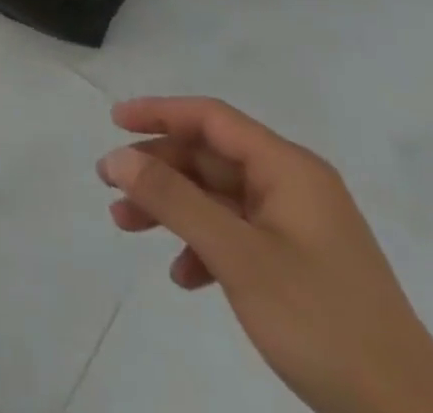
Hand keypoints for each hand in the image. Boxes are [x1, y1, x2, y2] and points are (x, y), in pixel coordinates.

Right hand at [99, 98, 432, 412]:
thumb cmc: (322, 321)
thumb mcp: (238, 256)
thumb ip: (173, 199)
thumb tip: (117, 156)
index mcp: (289, 169)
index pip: (211, 117)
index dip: (158, 112)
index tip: (114, 122)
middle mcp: (294, 187)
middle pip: (208, 157)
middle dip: (157, 170)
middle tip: (110, 186)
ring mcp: (299, 227)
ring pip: (216, 197)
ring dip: (172, 208)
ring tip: (128, 226)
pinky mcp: (301, 265)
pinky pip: (237, 235)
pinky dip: (203, 246)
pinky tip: (184, 277)